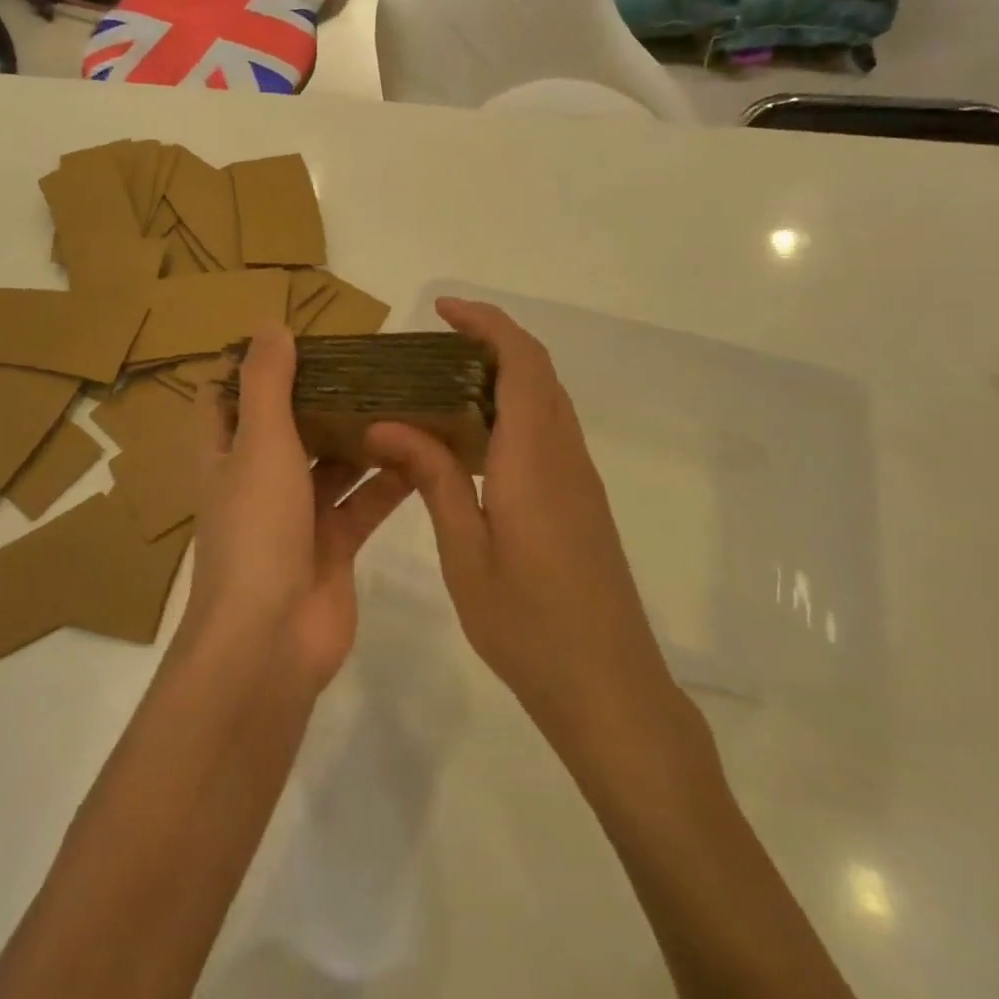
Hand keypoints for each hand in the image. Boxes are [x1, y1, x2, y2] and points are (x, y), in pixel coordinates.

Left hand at [182, 323, 412, 688]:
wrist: (270, 641)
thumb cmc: (256, 530)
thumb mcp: (260, 443)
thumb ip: (267, 383)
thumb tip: (270, 324)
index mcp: (226, 456)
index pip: (226, 400)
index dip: (250, 369)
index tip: (292, 339)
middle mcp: (257, 481)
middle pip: (288, 427)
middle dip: (320, 397)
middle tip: (366, 361)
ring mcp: (296, 517)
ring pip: (331, 464)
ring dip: (360, 436)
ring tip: (402, 394)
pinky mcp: (333, 546)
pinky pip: (363, 502)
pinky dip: (388, 480)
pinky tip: (424, 450)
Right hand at [365, 299, 686, 756]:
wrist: (610, 688)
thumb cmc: (529, 625)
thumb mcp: (465, 553)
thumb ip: (432, 479)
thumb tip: (388, 424)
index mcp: (533, 459)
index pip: (520, 363)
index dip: (486, 323)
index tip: (442, 309)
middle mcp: (563, 454)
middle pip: (537, 370)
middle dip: (491, 339)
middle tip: (432, 343)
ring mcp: (579, 476)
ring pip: (547, 397)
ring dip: (504, 372)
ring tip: (443, 381)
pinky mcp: (582, 498)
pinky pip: (549, 428)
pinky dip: (514, 407)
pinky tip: (474, 436)